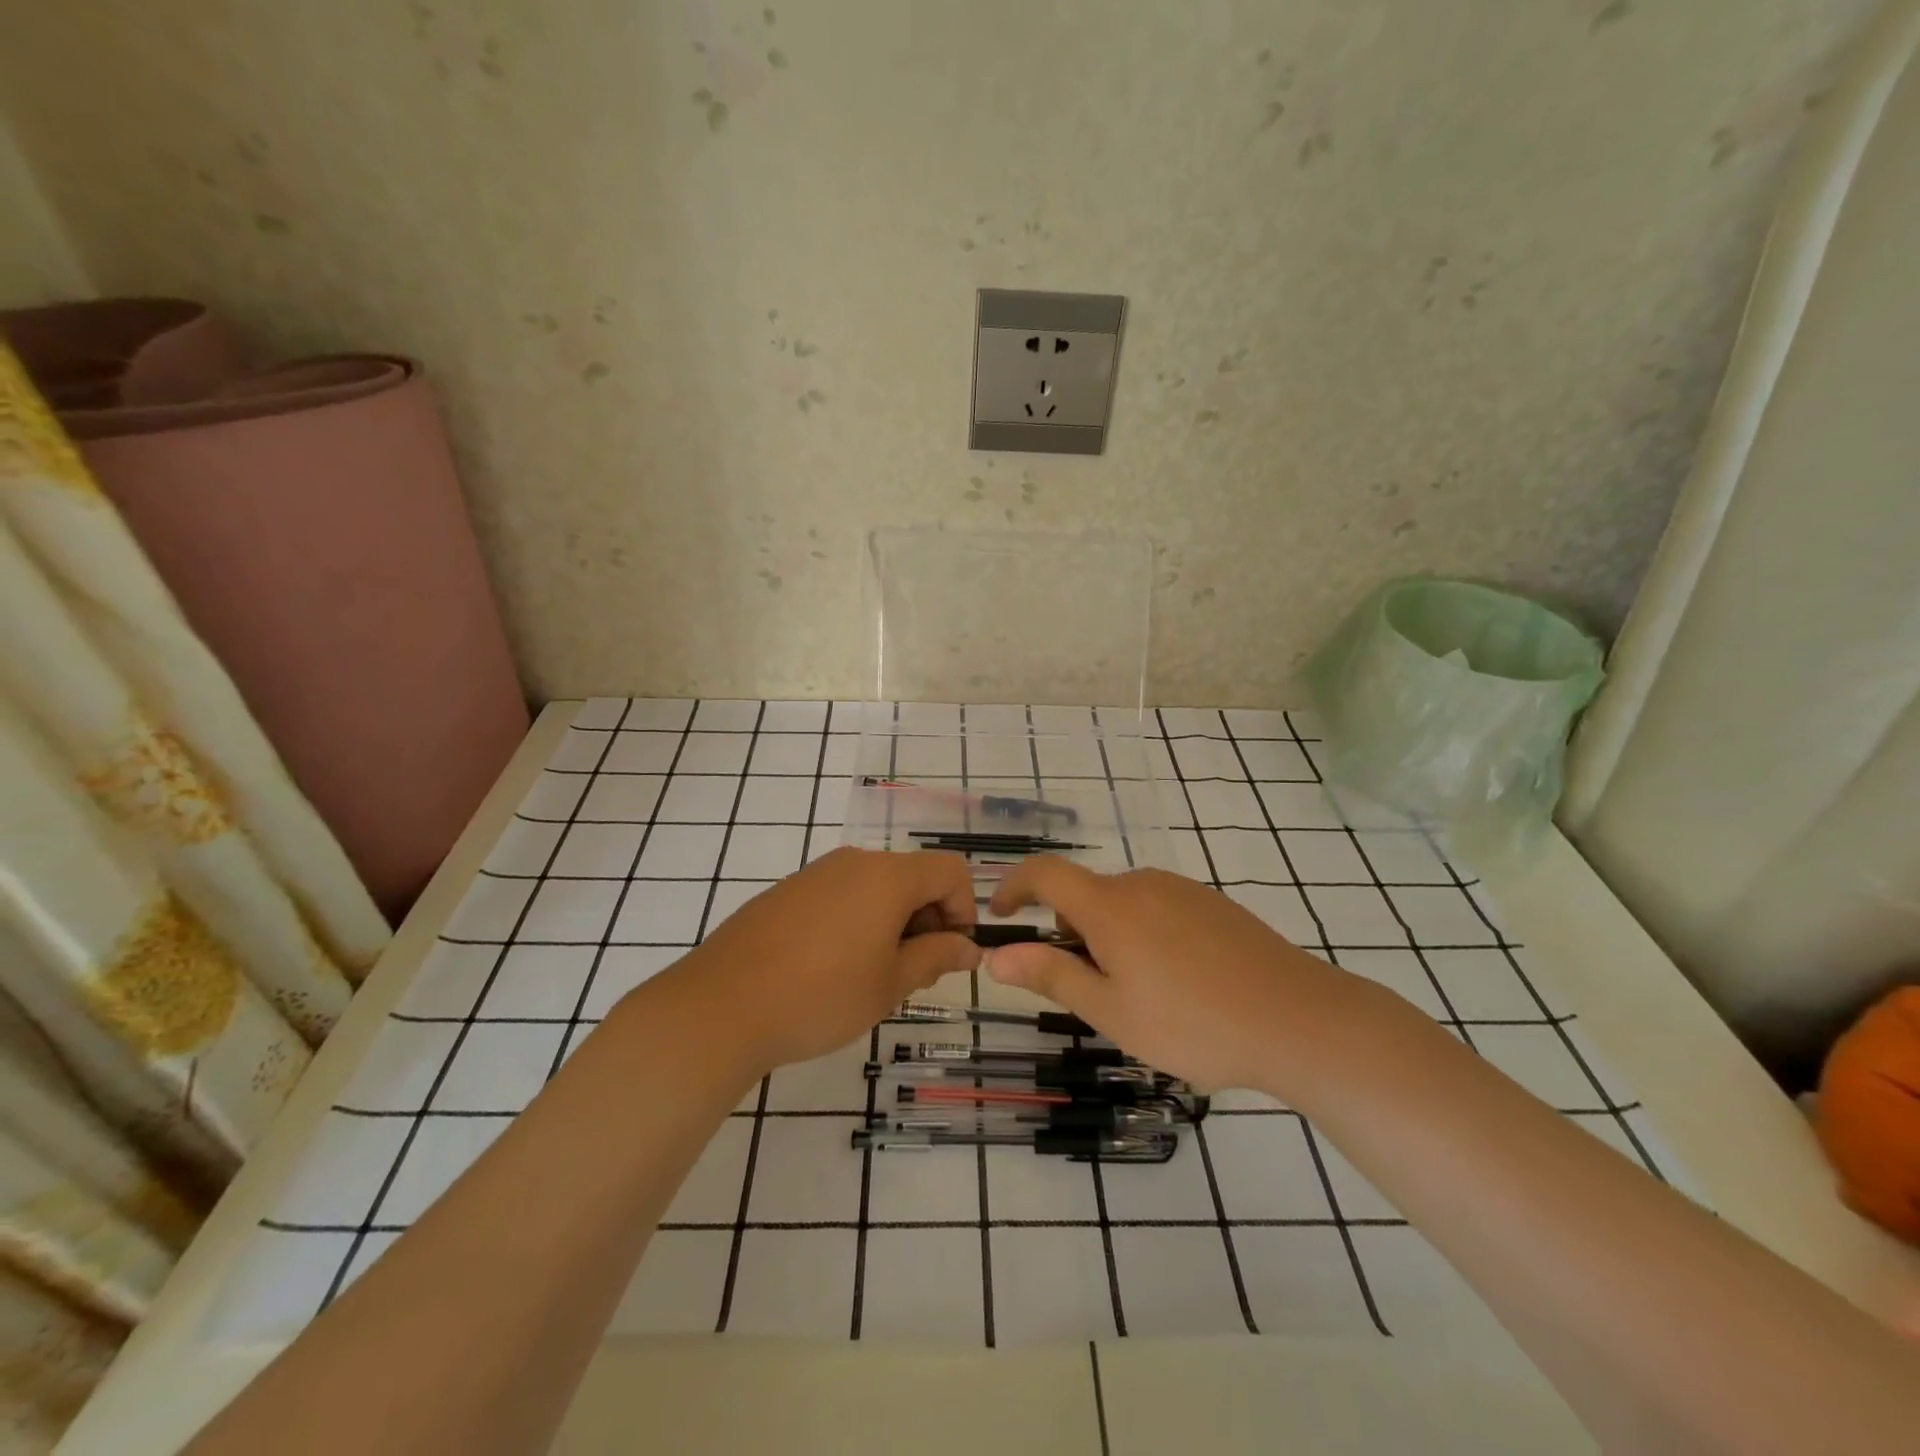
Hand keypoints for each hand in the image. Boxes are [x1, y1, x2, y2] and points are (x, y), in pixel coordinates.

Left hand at [668, 847, 980, 1073]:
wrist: (721, 1006)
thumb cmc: (820, 996)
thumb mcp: (890, 984)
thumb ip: (937, 957)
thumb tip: (969, 948)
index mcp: (887, 876)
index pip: (950, 871)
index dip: (963, 910)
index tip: (949, 955)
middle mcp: (854, 862)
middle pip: (913, 876)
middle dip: (927, 919)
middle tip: (913, 974)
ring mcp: (816, 873)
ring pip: (876, 887)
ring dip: (892, 923)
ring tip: (872, 976)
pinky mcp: (788, 891)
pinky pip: (841, 895)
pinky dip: (857, 921)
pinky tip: (832, 967)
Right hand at [987, 858, 1353, 1091]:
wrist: (1299, 1019)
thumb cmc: (1193, 1023)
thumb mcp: (1111, 1011)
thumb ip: (1051, 976)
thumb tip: (996, 957)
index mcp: (1109, 906)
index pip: (1044, 873)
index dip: (1014, 886)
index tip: (1000, 914)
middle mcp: (1142, 883)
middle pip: (1086, 896)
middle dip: (1071, 934)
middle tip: (1092, 992)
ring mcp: (1182, 889)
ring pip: (1123, 905)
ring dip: (1110, 937)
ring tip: (1141, 996)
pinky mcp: (1213, 903)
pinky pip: (1158, 909)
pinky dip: (1144, 935)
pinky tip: (1180, 982)